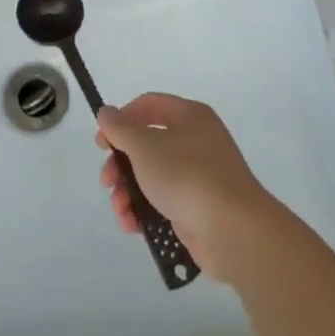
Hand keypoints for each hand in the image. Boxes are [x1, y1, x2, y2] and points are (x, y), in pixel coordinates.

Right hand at [95, 93, 279, 279]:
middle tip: (107, 180)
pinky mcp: (197, 207)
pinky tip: (133, 225)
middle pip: (147, 144)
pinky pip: (163, 202)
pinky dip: (145, 211)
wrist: (232, 230)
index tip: (102, 142)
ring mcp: (198, 176)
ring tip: (120, 209)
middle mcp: (196, 141)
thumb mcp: (145, 147)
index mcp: (190, 116)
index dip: (121, 119)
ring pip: (152, 176)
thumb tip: (107, 112)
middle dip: (121, 163)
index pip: (149, 105)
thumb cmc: (186, 176)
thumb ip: (121, 129)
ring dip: (128, 191)